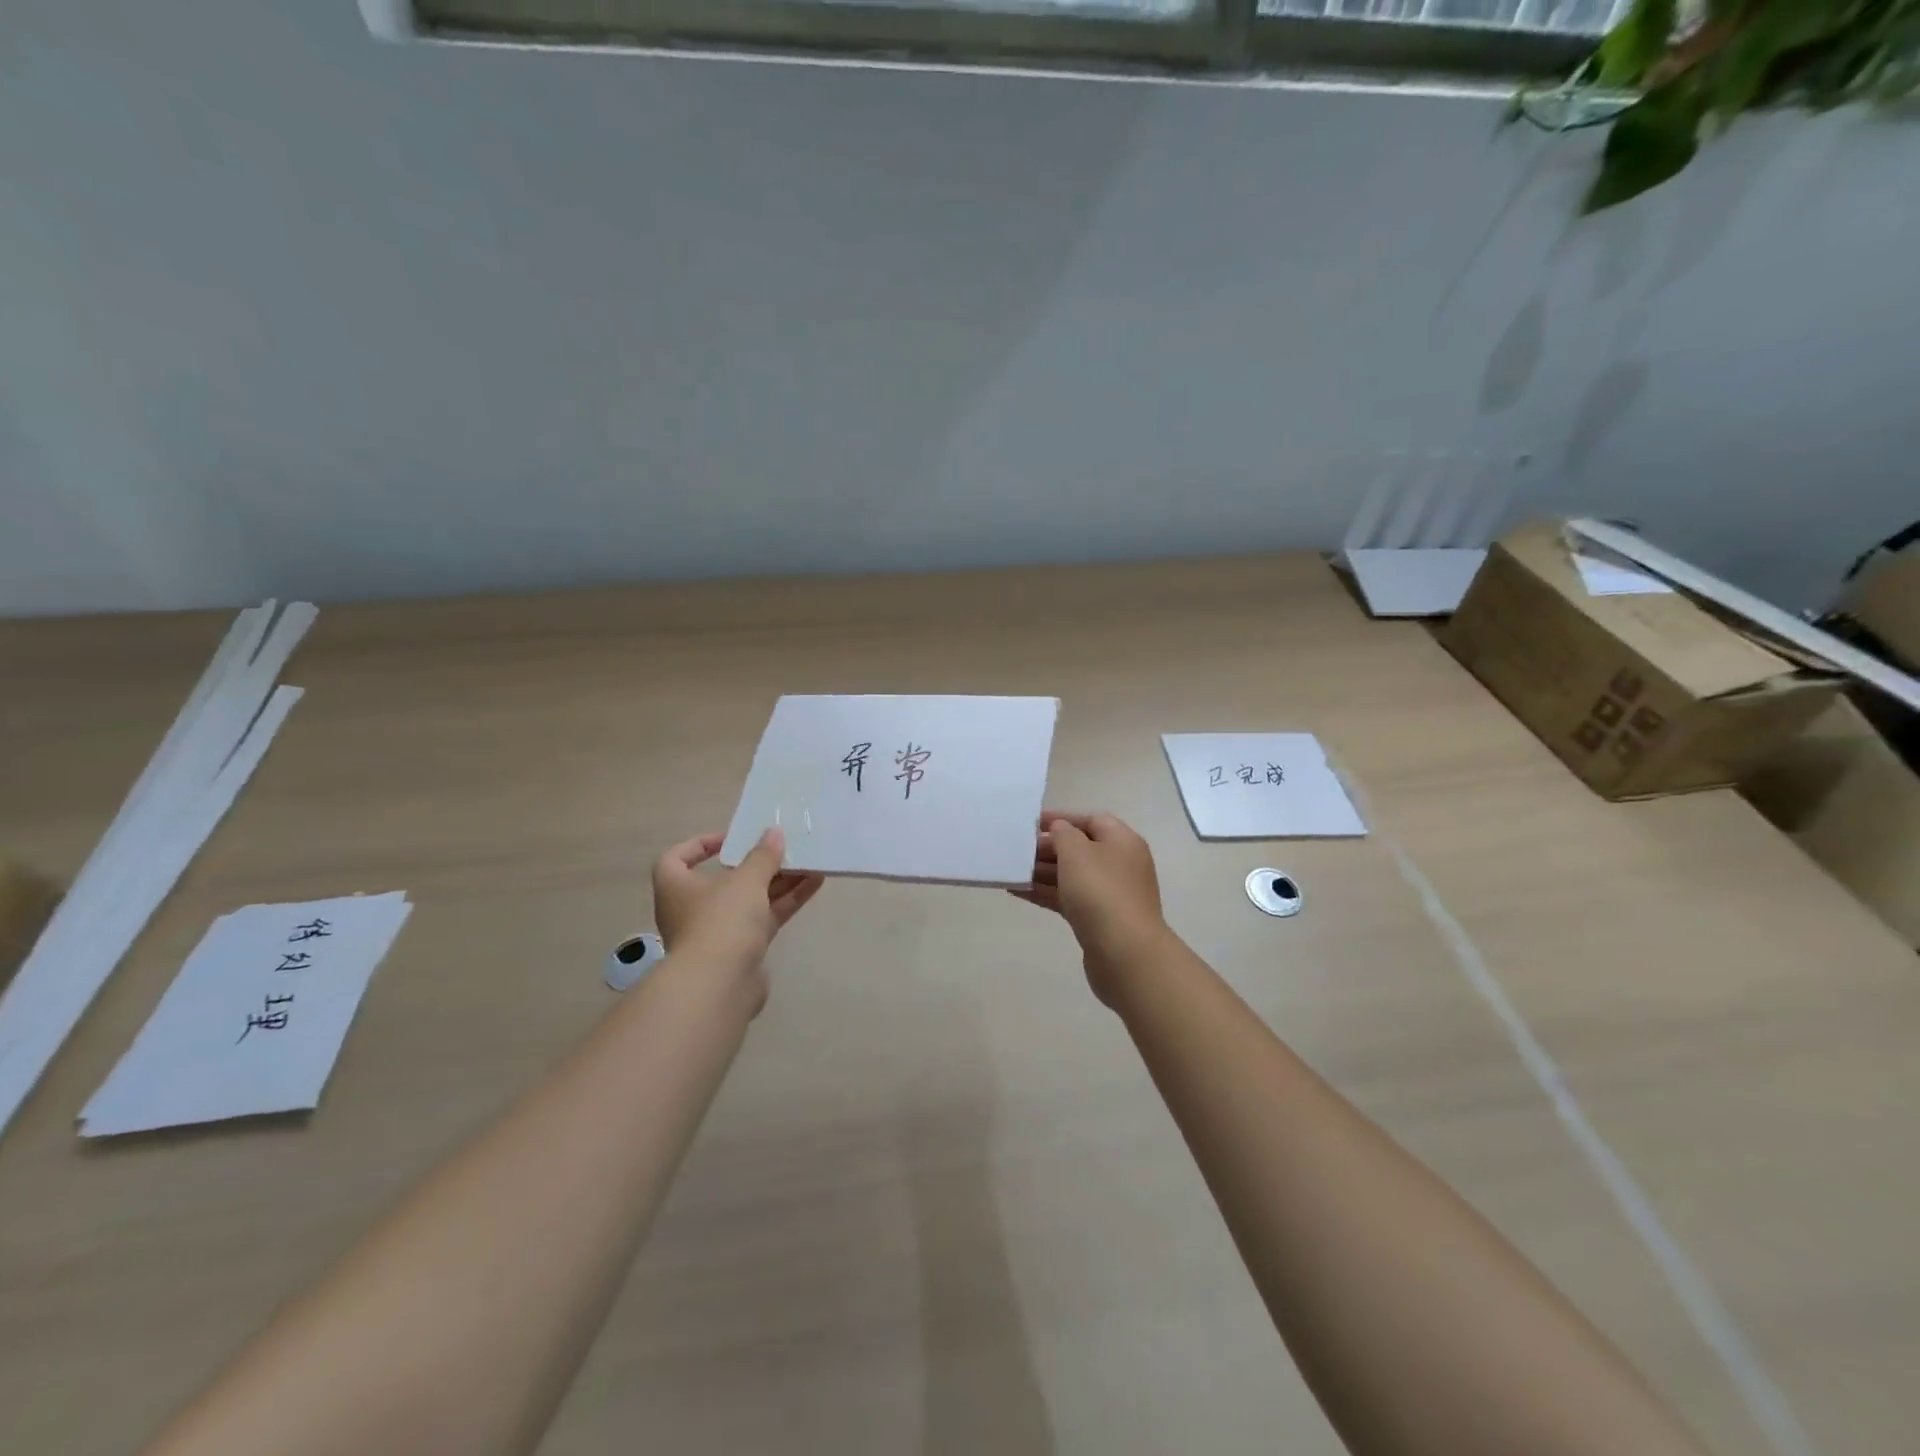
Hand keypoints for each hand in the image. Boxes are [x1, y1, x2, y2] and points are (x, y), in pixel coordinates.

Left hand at [652, 828, 823, 989]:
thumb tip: (774, 832)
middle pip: (725, 879)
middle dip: (756, 863)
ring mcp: (718, 931)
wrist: (720, 985)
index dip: (701, 844)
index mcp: (676, 886)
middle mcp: (692, 908)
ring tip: (809, 861)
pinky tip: (814, 883)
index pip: (677, 858)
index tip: (732, 839)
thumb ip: (763, 855)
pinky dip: (786, 901)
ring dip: (778, 881)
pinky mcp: (742, 949)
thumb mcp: (746, 880)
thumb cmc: (721, 920)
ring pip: (750, 899)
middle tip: (782, 848)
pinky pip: (765, 918)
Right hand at [1011, 811, 1169, 1004]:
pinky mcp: (1098, 920)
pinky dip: (1046, 893)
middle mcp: (1119, 864)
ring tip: (1011, 872)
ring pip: (1072, 876)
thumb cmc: (1100, 891)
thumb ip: (1063, 834)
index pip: (1091, 821)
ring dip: (1042, 873)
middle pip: (1080, 849)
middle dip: (1048, 849)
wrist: (1124, 953)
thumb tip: (1059, 830)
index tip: (1032, 824)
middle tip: (1017, 851)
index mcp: (1122, 841)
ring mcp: (1110, 894)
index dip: (1062, 819)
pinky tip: (1018, 892)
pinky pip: (1068, 898)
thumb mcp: (1077, 852)